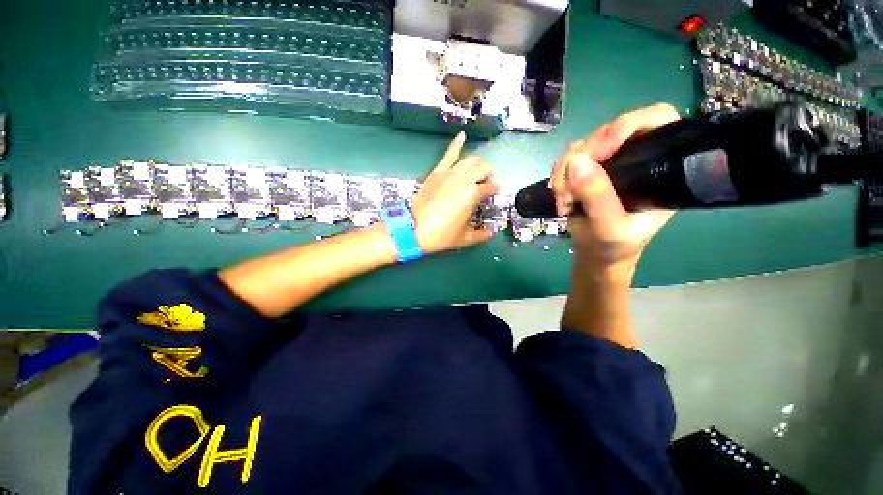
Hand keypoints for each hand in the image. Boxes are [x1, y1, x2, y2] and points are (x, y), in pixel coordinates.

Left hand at [410, 132, 499, 254]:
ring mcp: (450, 173)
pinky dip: (457, 143)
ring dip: (479, 163)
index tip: (493, 195)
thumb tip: (493, 233)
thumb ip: (481, 235)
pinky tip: (462, 135)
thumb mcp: (464, 238)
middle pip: (484, 168)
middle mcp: (464, 179)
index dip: (494, 191)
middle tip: (486, 183)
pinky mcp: (437, 171)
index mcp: (473, 194)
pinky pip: (449, 154)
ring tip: (479, 170)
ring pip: (471, 159)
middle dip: (489, 174)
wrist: (414, 229)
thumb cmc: (441, 235)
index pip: (491, 187)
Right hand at [551, 103, 679, 274]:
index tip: (602, 151)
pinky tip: (560, 198)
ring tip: (563, 201)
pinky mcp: (584, 172)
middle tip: (570, 190)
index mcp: (658, 167)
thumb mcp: (610, 229)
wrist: (595, 254)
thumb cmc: (614, 247)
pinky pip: (566, 161)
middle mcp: (633, 158)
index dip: (629, 124)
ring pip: (581, 147)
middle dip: (583, 160)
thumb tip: (577, 161)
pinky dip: (557, 177)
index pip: (656, 120)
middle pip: (607, 132)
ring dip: (564, 172)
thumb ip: (598, 198)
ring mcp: (606, 164)